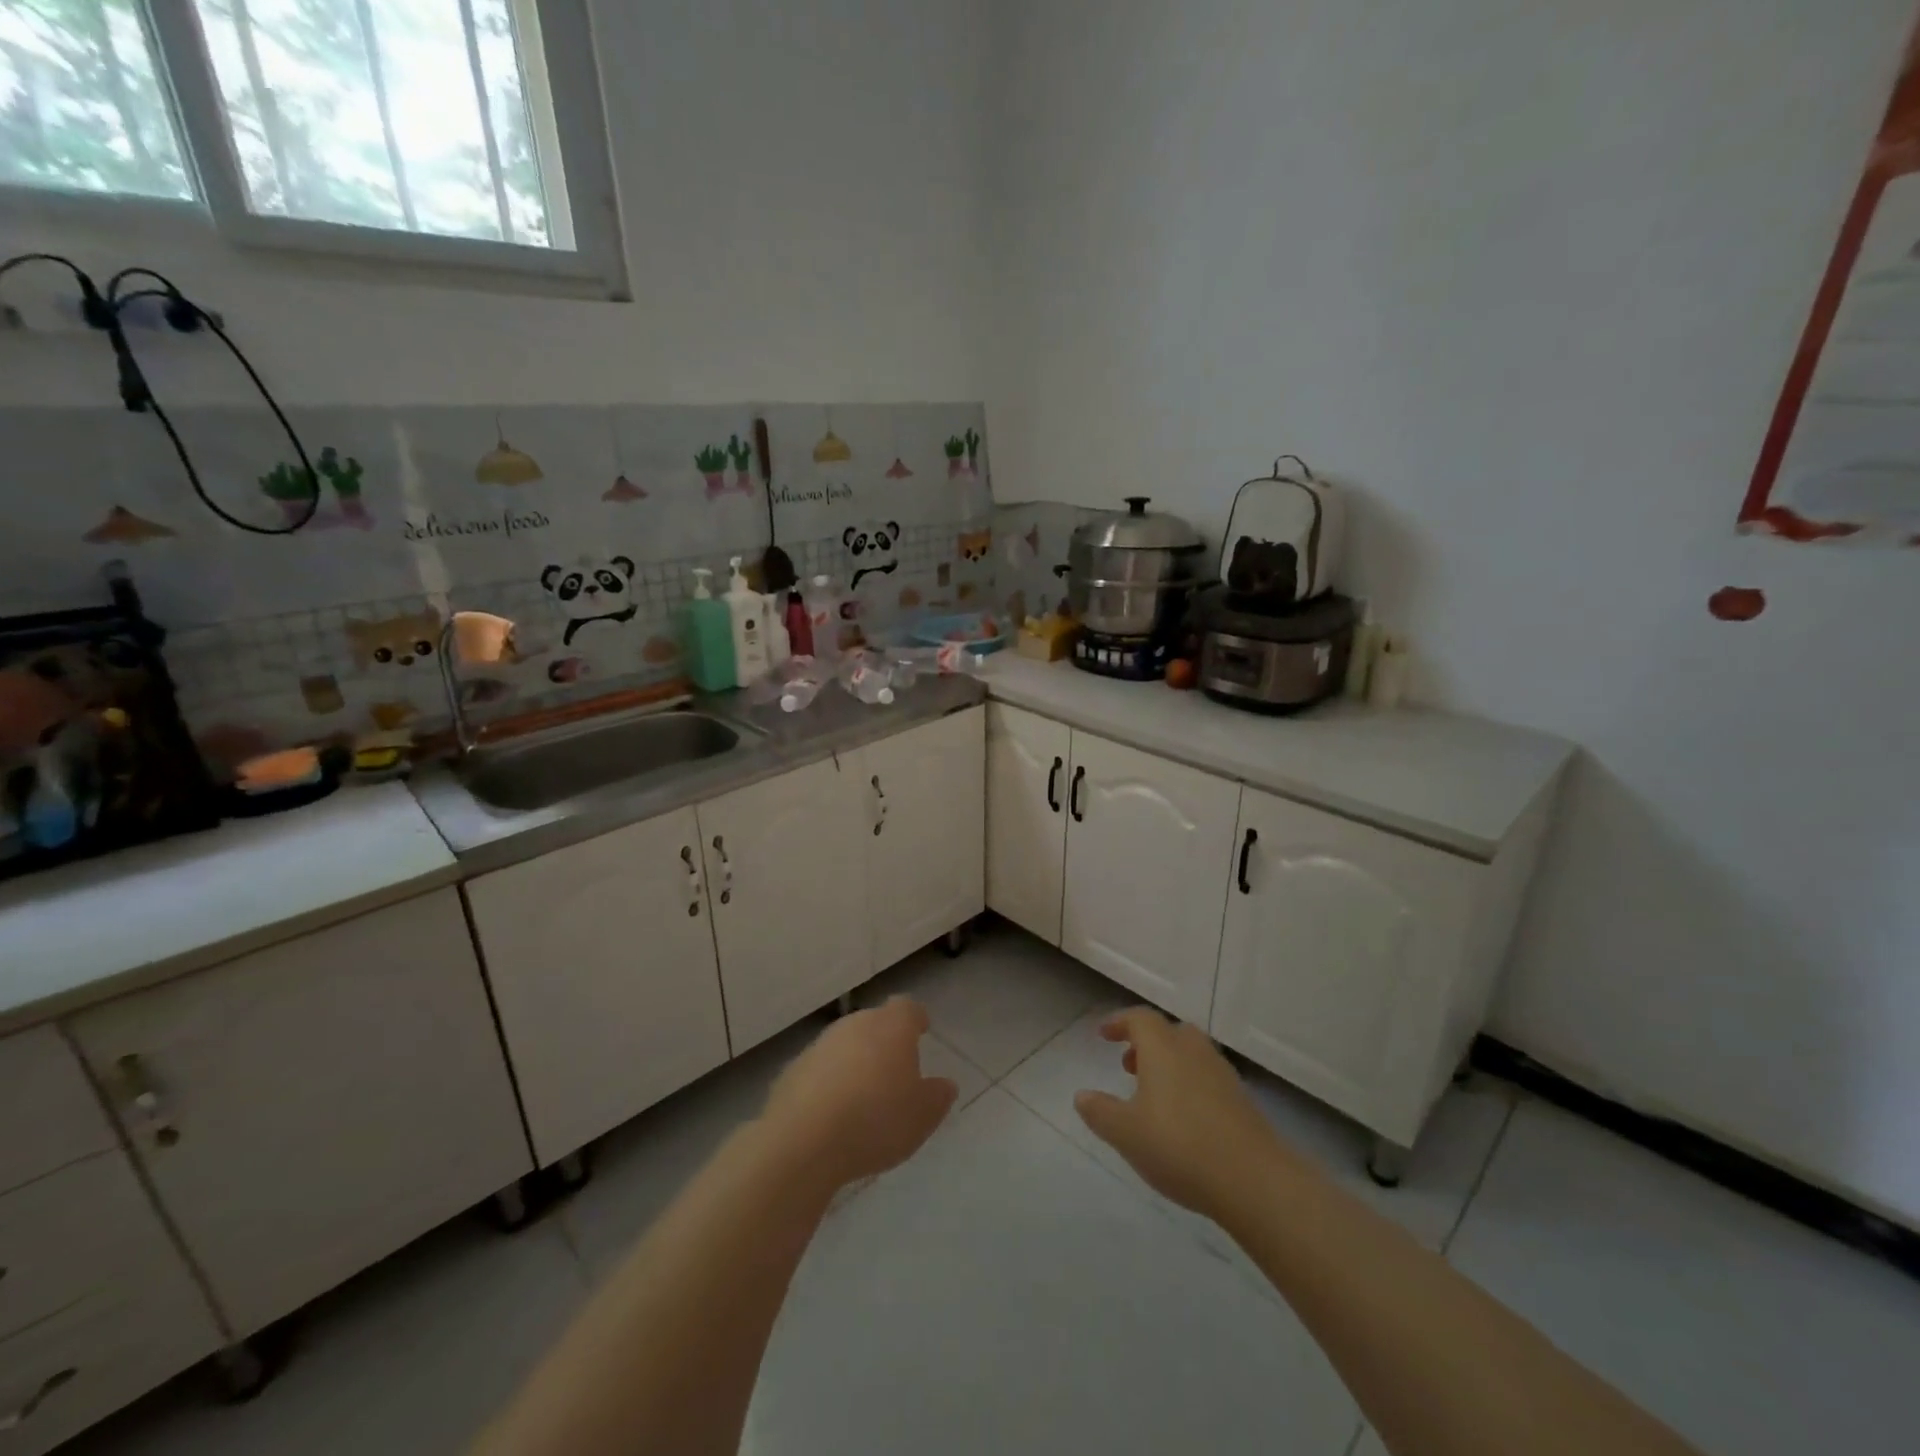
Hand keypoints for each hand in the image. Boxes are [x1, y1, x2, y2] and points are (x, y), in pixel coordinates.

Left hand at [762, 997, 957, 1190]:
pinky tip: (832, 1115)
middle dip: (885, 1042)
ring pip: (845, 1045)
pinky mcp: (792, 1070)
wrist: (803, 1141)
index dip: (915, 1018)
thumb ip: (937, 1096)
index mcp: (892, 1027)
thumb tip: (944, 1084)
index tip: (921, 1030)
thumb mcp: (922, 1116)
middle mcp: (855, 1024)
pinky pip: (820, 1070)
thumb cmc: (876, 1120)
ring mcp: (820, 1045)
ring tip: (863, 1098)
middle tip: (894, 1072)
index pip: (907, 1008)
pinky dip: (828, 1083)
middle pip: (874, 1024)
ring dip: (855, 1062)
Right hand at [1074, 1008, 1283, 1218]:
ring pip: (1190, 1054)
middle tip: (1128, 1066)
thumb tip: (1082, 1096)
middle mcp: (1193, 1050)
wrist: (1254, 1180)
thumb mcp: (1125, 1132)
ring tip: (1153, 1095)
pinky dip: (1189, 1084)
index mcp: (1163, 1047)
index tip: (1104, 1035)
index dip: (1119, 1023)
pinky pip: (1207, 1078)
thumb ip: (1100, 1112)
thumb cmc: (1179, 1146)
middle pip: (1169, 1032)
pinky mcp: (1241, 1100)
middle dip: (1146, 1043)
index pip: (1139, 1019)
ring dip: (1169, 1064)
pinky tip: (1183, 1119)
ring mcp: (1222, 1074)